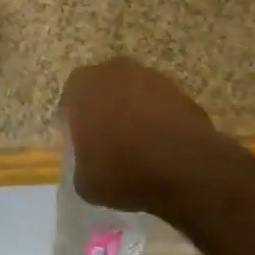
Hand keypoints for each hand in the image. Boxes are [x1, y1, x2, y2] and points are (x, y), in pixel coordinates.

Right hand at [56, 57, 218, 211]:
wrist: (184, 168)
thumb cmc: (122, 170)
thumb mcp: (86, 182)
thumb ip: (82, 164)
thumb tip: (90, 165)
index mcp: (83, 86)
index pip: (70, 99)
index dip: (74, 122)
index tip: (82, 144)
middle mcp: (115, 72)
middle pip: (103, 89)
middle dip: (105, 110)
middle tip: (109, 141)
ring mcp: (152, 78)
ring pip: (134, 93)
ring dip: (134, 112)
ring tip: (140, 146)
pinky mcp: (182, 92)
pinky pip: (162, 106)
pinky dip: (160, 121)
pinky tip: (163, 148)